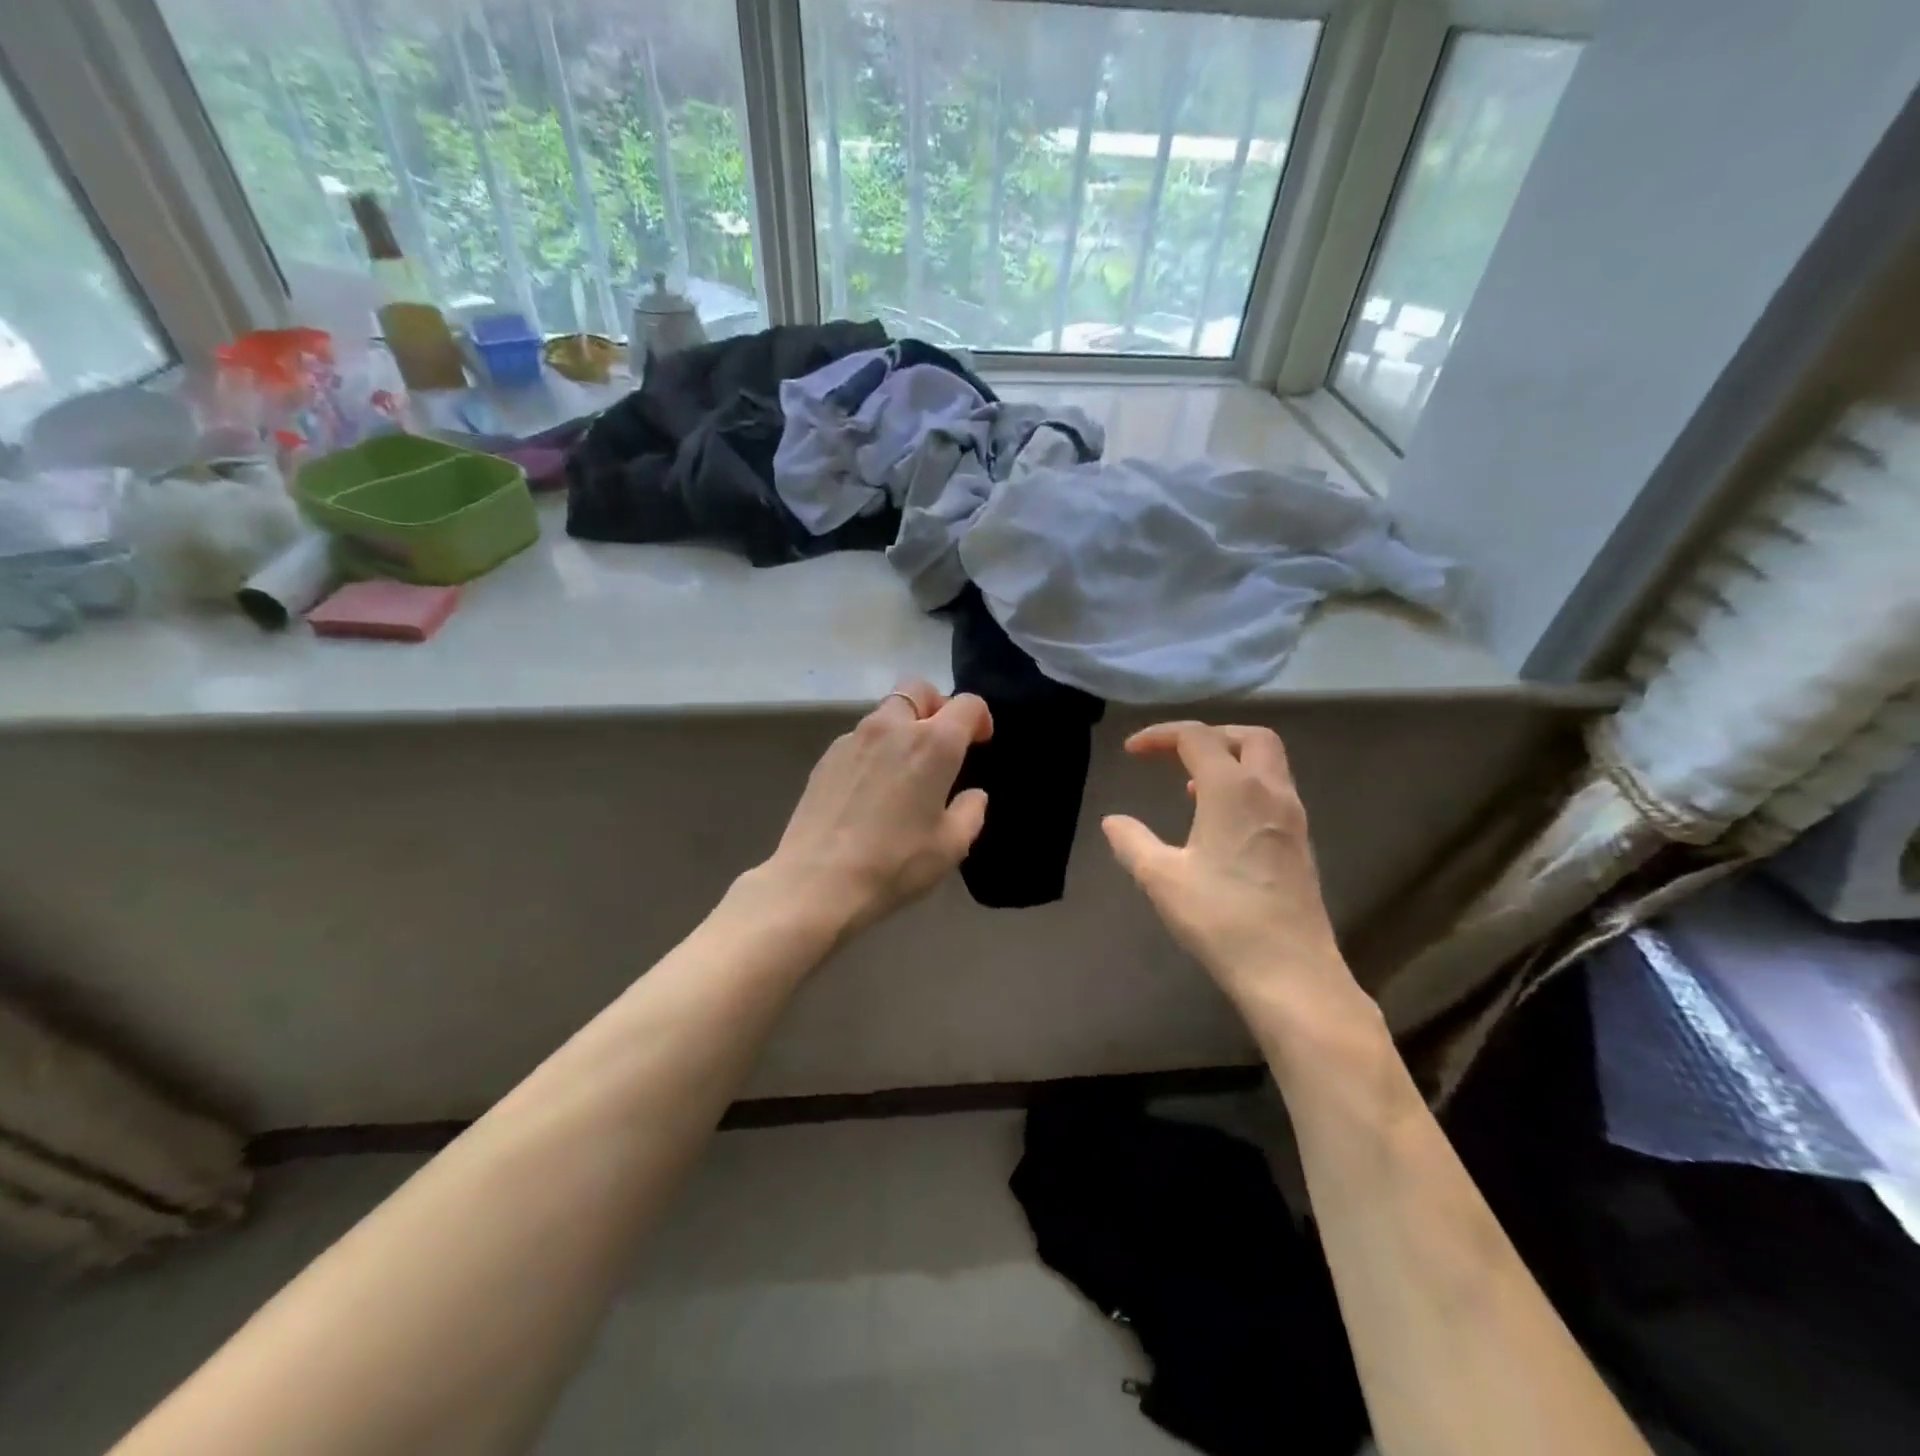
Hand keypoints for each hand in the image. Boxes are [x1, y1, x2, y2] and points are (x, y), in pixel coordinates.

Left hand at [760, 680, 992, 935]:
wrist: (818, 881)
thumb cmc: (895, 863)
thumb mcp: (951, 846)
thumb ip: (970, 811)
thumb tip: (972, 795)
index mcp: (934, 743)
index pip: (967, 704)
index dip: (980, 718)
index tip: (980, 743)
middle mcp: (894, 726)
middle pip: (919, 689)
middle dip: (937, 705)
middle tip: (942, 741)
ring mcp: (855, 737)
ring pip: (887, 711)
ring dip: (904, 726)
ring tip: (905, 768)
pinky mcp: (827, 755)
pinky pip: (861, 737)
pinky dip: (876, 747)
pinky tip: (872, 787)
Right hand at [1103, 723, 1361, 1020]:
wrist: (1291, 972)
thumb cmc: (1221, 919)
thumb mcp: (1161, 878)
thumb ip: (1132, 842)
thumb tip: (1113, 821)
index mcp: (1233, 790)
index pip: (1197, 737)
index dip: (1160, 735)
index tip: (1132, 752)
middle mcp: (1270, 793)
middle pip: (1249, 737)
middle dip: (1209, 735)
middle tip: (1176, 754)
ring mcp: (1292, 819)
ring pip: (1268, 764)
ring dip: (1231, 761)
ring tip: (1192, 786)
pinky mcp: (1300, 844)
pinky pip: (1274, 792)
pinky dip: (1246, 787)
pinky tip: (1221, 821)